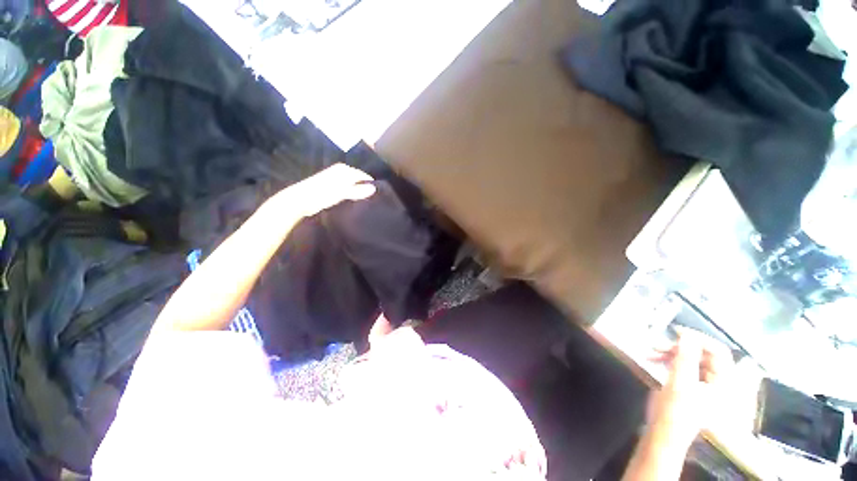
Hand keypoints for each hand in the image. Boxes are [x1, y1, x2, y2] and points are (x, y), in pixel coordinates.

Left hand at [270, 164, 376, 217]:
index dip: (372, 185)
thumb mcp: (341, 192)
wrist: (300, 200)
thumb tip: (374, 189)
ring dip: (359, 193)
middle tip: (374, 201)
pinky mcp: (333, 186)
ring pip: (354, 185)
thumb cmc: (321, 193)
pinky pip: (348, 189)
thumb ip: (357, 190)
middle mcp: (342, 171)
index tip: (380, 197)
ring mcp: (337, 178)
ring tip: (367, 203)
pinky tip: (355, 203)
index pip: (364, 176)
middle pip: (359, 180)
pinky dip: (352, 195)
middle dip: (366, 189)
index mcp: (345, 169)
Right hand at [647, 328, 733, 448]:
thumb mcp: (680, 383)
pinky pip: (684, 367)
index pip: (719, 352)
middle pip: (703, 355)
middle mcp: (719, 383)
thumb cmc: (675, 411)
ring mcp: (705, 386)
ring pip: (691, 360)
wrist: (664, 434)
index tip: (676, 332)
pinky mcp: (692, 388)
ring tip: (650, 351)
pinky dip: (669, 361)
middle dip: (679, 348)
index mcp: (724, 383)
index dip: (699, 339)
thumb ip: (685, 357)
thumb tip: (686, 335)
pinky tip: (653, 359)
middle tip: (656, 344)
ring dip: (670, 353)